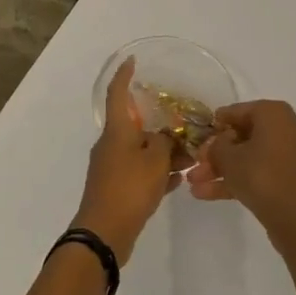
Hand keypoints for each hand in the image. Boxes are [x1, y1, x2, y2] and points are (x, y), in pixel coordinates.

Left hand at [72, 58, 186, 265]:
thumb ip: (165, 142)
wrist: (104, 233)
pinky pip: (140, 172)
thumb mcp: (155, 160)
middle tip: (185, 126)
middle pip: (135, 126)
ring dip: (163, 152)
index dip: (124, 75)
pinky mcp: (117, 189)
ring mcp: (112, 167)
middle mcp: (111, 144)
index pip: (117, 93)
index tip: (132, 61)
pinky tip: (179, 180)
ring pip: (141, 151)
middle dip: (160, 126)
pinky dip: (157, 172)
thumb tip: (165, 137)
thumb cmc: (129, 188)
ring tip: (191, 157)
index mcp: (116, 130)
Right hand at [186, 99, 295, 247]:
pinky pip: (258, 172)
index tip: (196, 138)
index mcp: (274, 113)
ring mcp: (288, 154)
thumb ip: (216, 146)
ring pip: (248, 156)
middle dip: (214, 153)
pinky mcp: (288, 178)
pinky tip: (205, 194)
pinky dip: (236, 180)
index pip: (236, 111)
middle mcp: (285, 127)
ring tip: (193, 183)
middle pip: (241, 136)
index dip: (214, 125)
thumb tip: (215, 144)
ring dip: (220, 170)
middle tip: (193, 165)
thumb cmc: (262, 177)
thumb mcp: (229, 158)